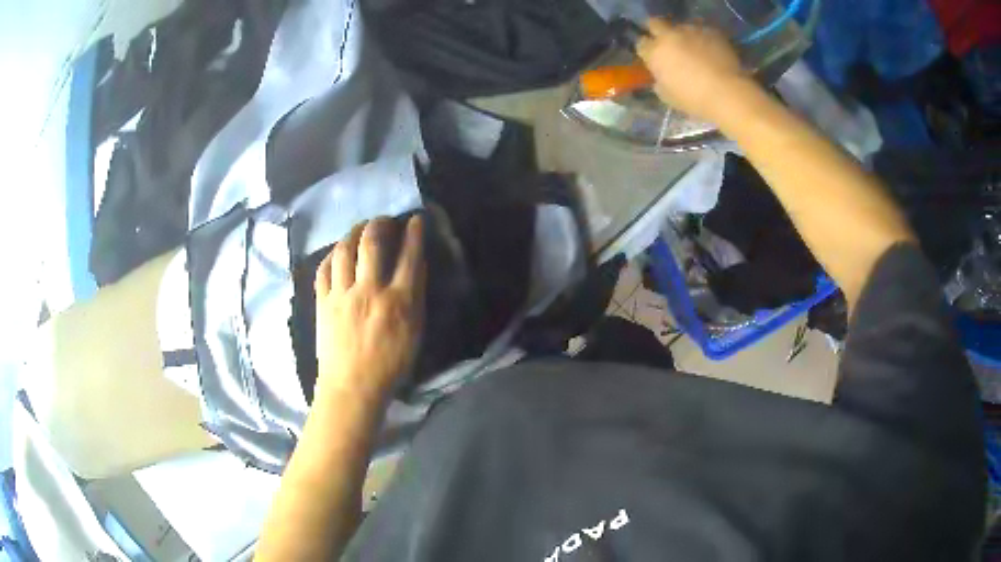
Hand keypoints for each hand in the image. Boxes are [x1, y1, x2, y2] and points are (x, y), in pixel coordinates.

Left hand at [314, 216, 424, 403]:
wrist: (352, 387)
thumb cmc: (390, 365)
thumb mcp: (414, 333)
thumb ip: (415, 298)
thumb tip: (414, 266)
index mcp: (398, 302)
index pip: (409, 256)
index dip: (413, 233)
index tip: (414, 220)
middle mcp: (369, 291)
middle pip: (371, 243)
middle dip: (378, 223)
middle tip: (383, 220)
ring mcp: (342, 295)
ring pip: (344, 250)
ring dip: (353, 232)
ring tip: (359, 228)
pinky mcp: (323, 302)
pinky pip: (324, 269)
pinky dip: (331, 255)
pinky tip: (337, 252)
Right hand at [637, 19, 750, 122]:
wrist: (726, 92)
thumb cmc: (694, 99)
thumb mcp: (668, 96)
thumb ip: (660, 80)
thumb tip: (661, 75)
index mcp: (655, 53)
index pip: (641, 43)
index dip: (647, 49)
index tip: (653, 57)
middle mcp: (669, 36)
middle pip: (655, 23)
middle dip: (657, 31)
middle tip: (667, 43)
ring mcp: (690, 31)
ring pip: (681, 26)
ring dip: (683, 35)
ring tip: (693, 48)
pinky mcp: (710, 31)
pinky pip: (702, 30)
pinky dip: (703, 38)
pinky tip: (710, 50)